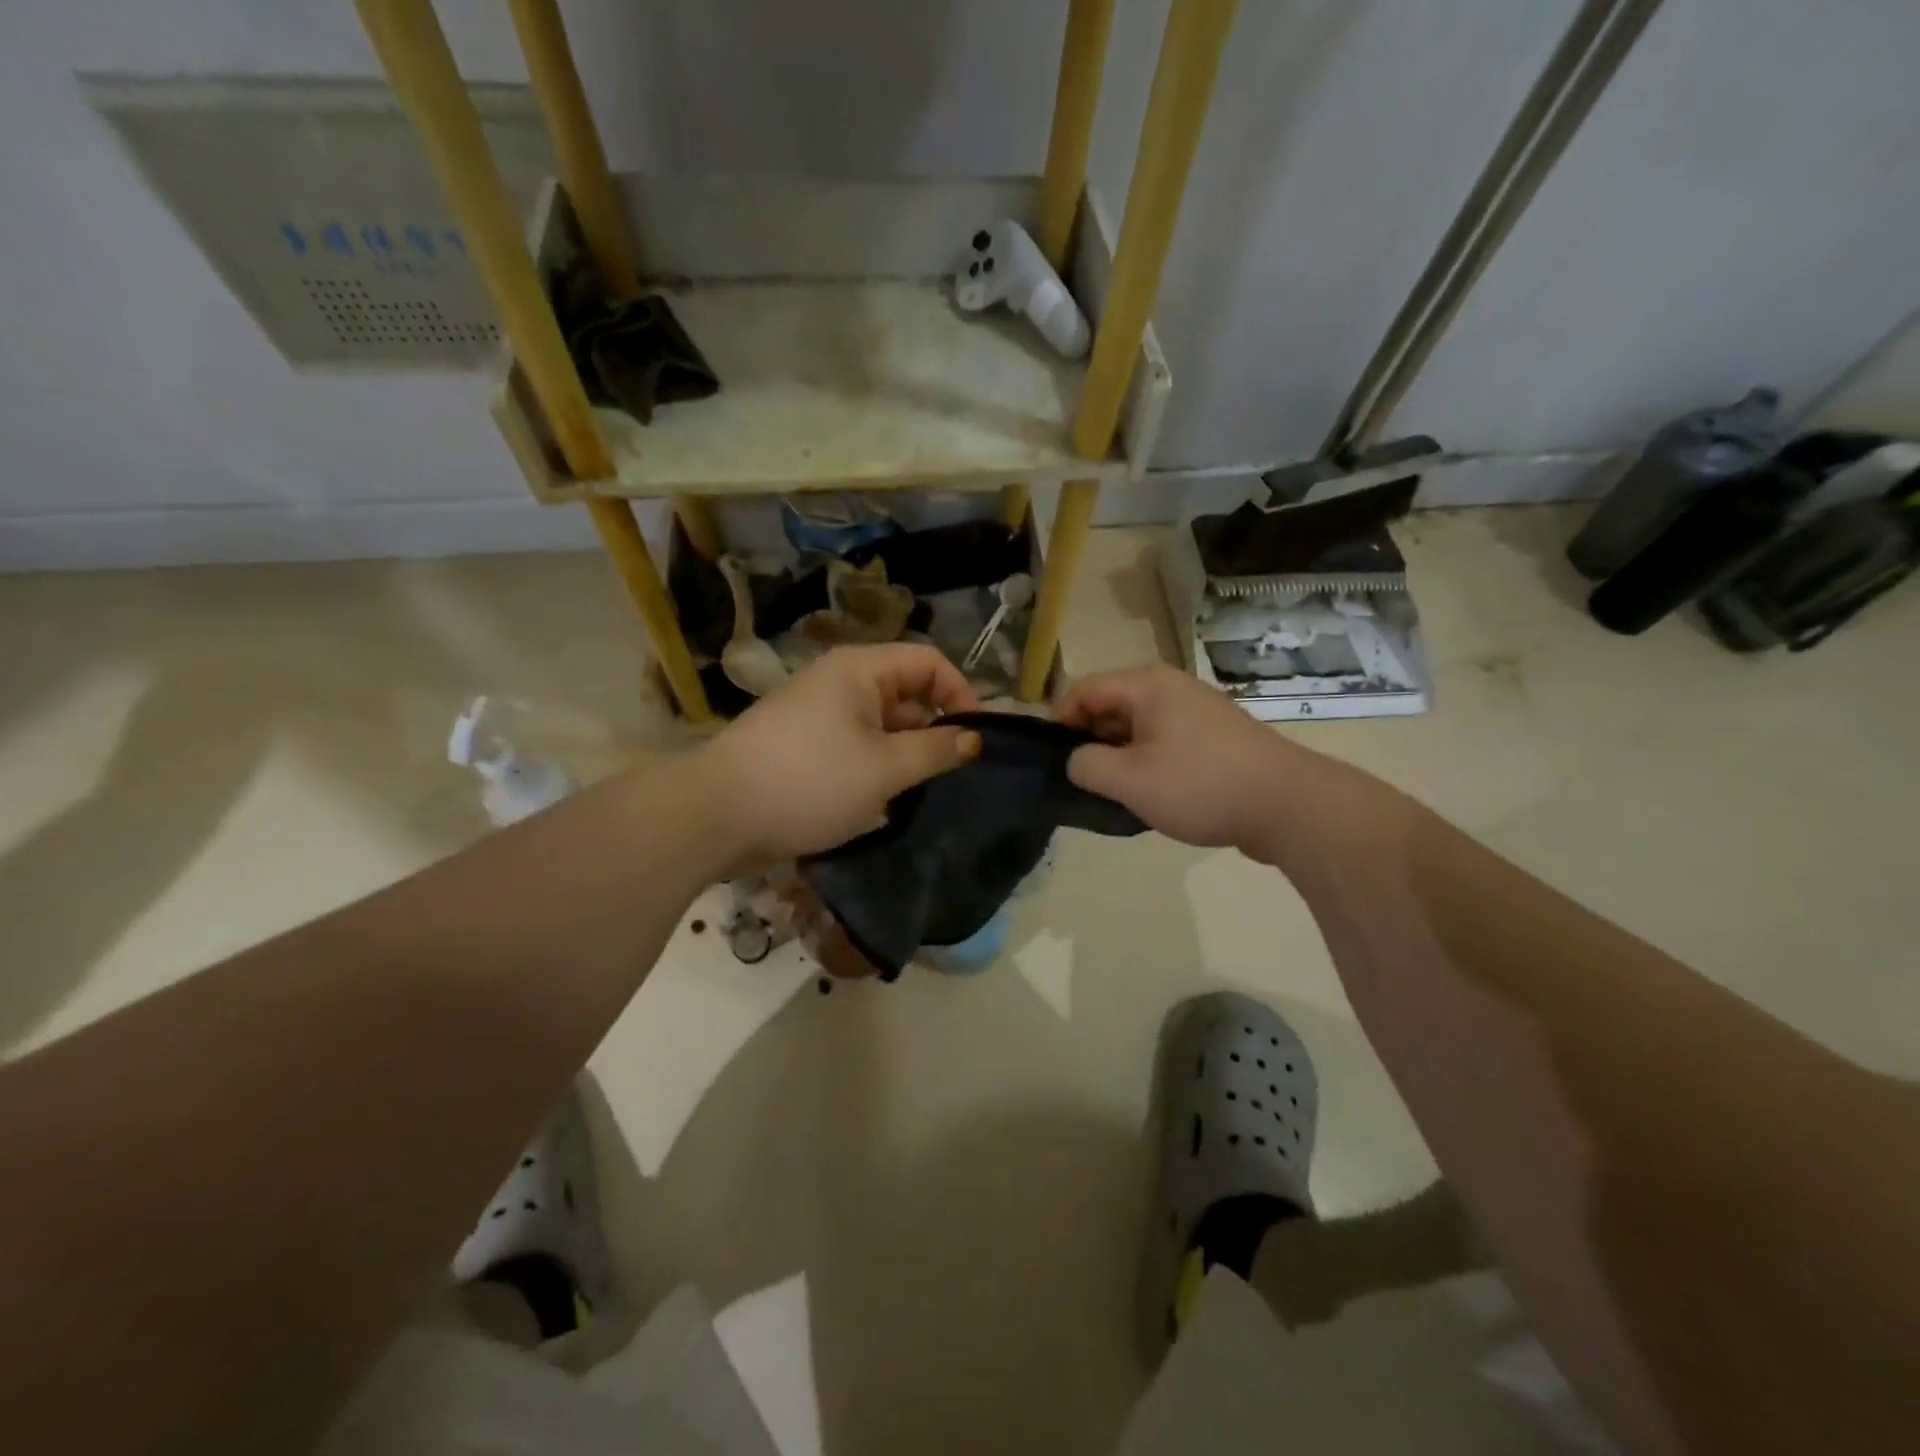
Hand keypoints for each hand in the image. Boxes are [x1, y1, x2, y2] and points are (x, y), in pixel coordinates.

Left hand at [698, 645, 981, 868]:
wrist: (717, 815)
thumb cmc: (810, 781)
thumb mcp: (885, 768)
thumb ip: (935, 750)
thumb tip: (974, 738)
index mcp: (859, 670)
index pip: (928, 662)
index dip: (960, 693)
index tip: (976, 739)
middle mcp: (839, 683)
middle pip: (904, 694)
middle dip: (932, 731)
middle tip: (951, 775)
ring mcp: (818, 716)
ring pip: (880, 727)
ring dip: (903, 757)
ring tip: (918, 795)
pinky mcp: (803, 748)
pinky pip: (854, 749)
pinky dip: (873, 771)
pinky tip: (879, 806)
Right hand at [1056, 664, 1296, 850]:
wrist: (1288, 805)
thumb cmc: (1200, 785)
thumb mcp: (1129, 780)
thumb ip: (1086, 766)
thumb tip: (1076, 760)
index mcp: (1147, 685)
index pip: (1083, 689)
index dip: (1060, 722)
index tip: (1055, 761)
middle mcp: (1172, 688)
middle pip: (1111, 706)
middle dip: (1091, 742)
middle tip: (1086, 783)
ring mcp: (1197, 712)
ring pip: (1138, 728)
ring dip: (1121, 757)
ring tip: (1118, 794)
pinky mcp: (1215, 738)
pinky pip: (1166, 743)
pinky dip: (1150, 764)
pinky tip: (1154, 796)